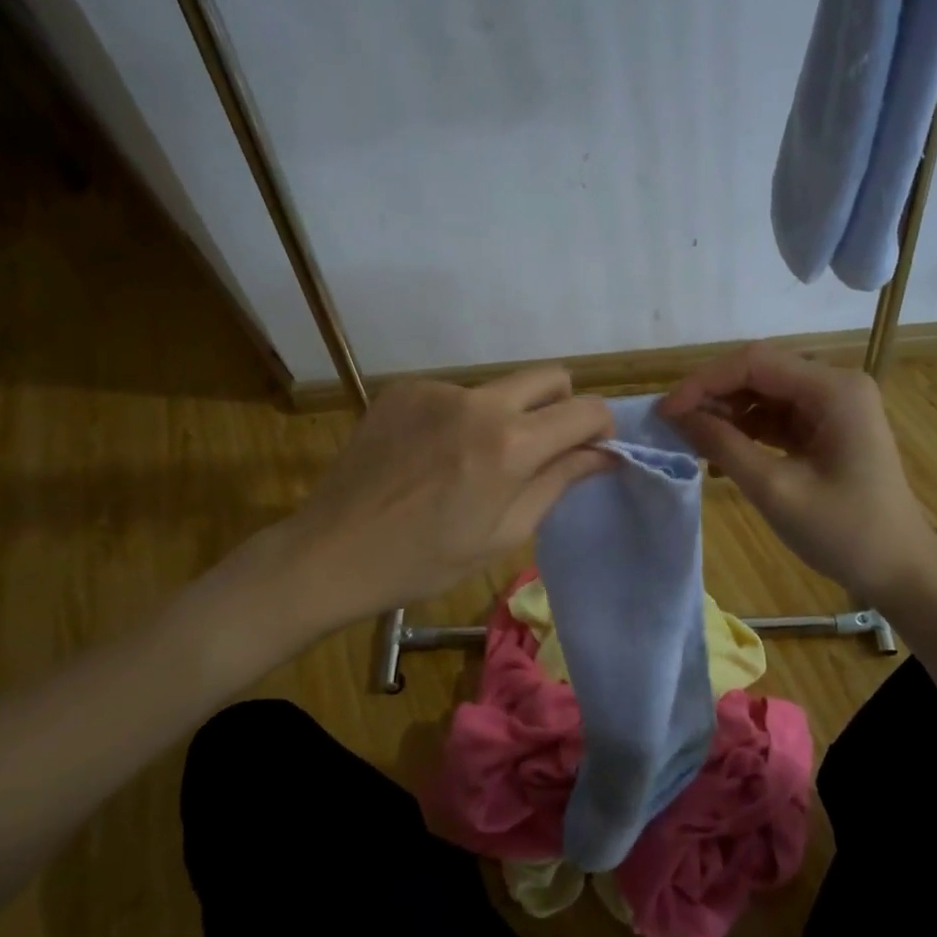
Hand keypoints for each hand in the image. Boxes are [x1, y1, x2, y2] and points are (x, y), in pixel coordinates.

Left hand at [286, 367, 614, 624]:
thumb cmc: (425, 560)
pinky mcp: (404, 388)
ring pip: (499, 388)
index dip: (602, 428)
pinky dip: (459, 418)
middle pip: (551, 376)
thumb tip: (604, 454)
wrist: (332, 551)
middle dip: (562, 406)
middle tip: (542, 450)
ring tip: (469, 463)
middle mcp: (478, 401)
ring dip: (505, 416)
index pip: (586, 409)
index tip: (593, 451)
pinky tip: (431, 456)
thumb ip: (559, 482)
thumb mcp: (504, 533)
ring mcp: (437, 389)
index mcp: (510, 444)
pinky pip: (455, 394)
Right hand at [658, 344, 936, 603]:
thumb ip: (724, 446)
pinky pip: (776, 416)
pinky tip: (722, 453)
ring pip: (764, 393)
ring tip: (694, 442)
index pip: (755, 362)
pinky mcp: (827, 428)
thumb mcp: (776, 490)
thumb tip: (677, 416)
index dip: (704, 382)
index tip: (665, 412)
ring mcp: (833, 406)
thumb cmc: (845, 533)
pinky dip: (746, 430)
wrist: (900, 572)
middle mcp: (835, 385)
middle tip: (674, 425)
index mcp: (834, 389)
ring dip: (727, 413)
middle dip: (713, 395)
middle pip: (759, 372)